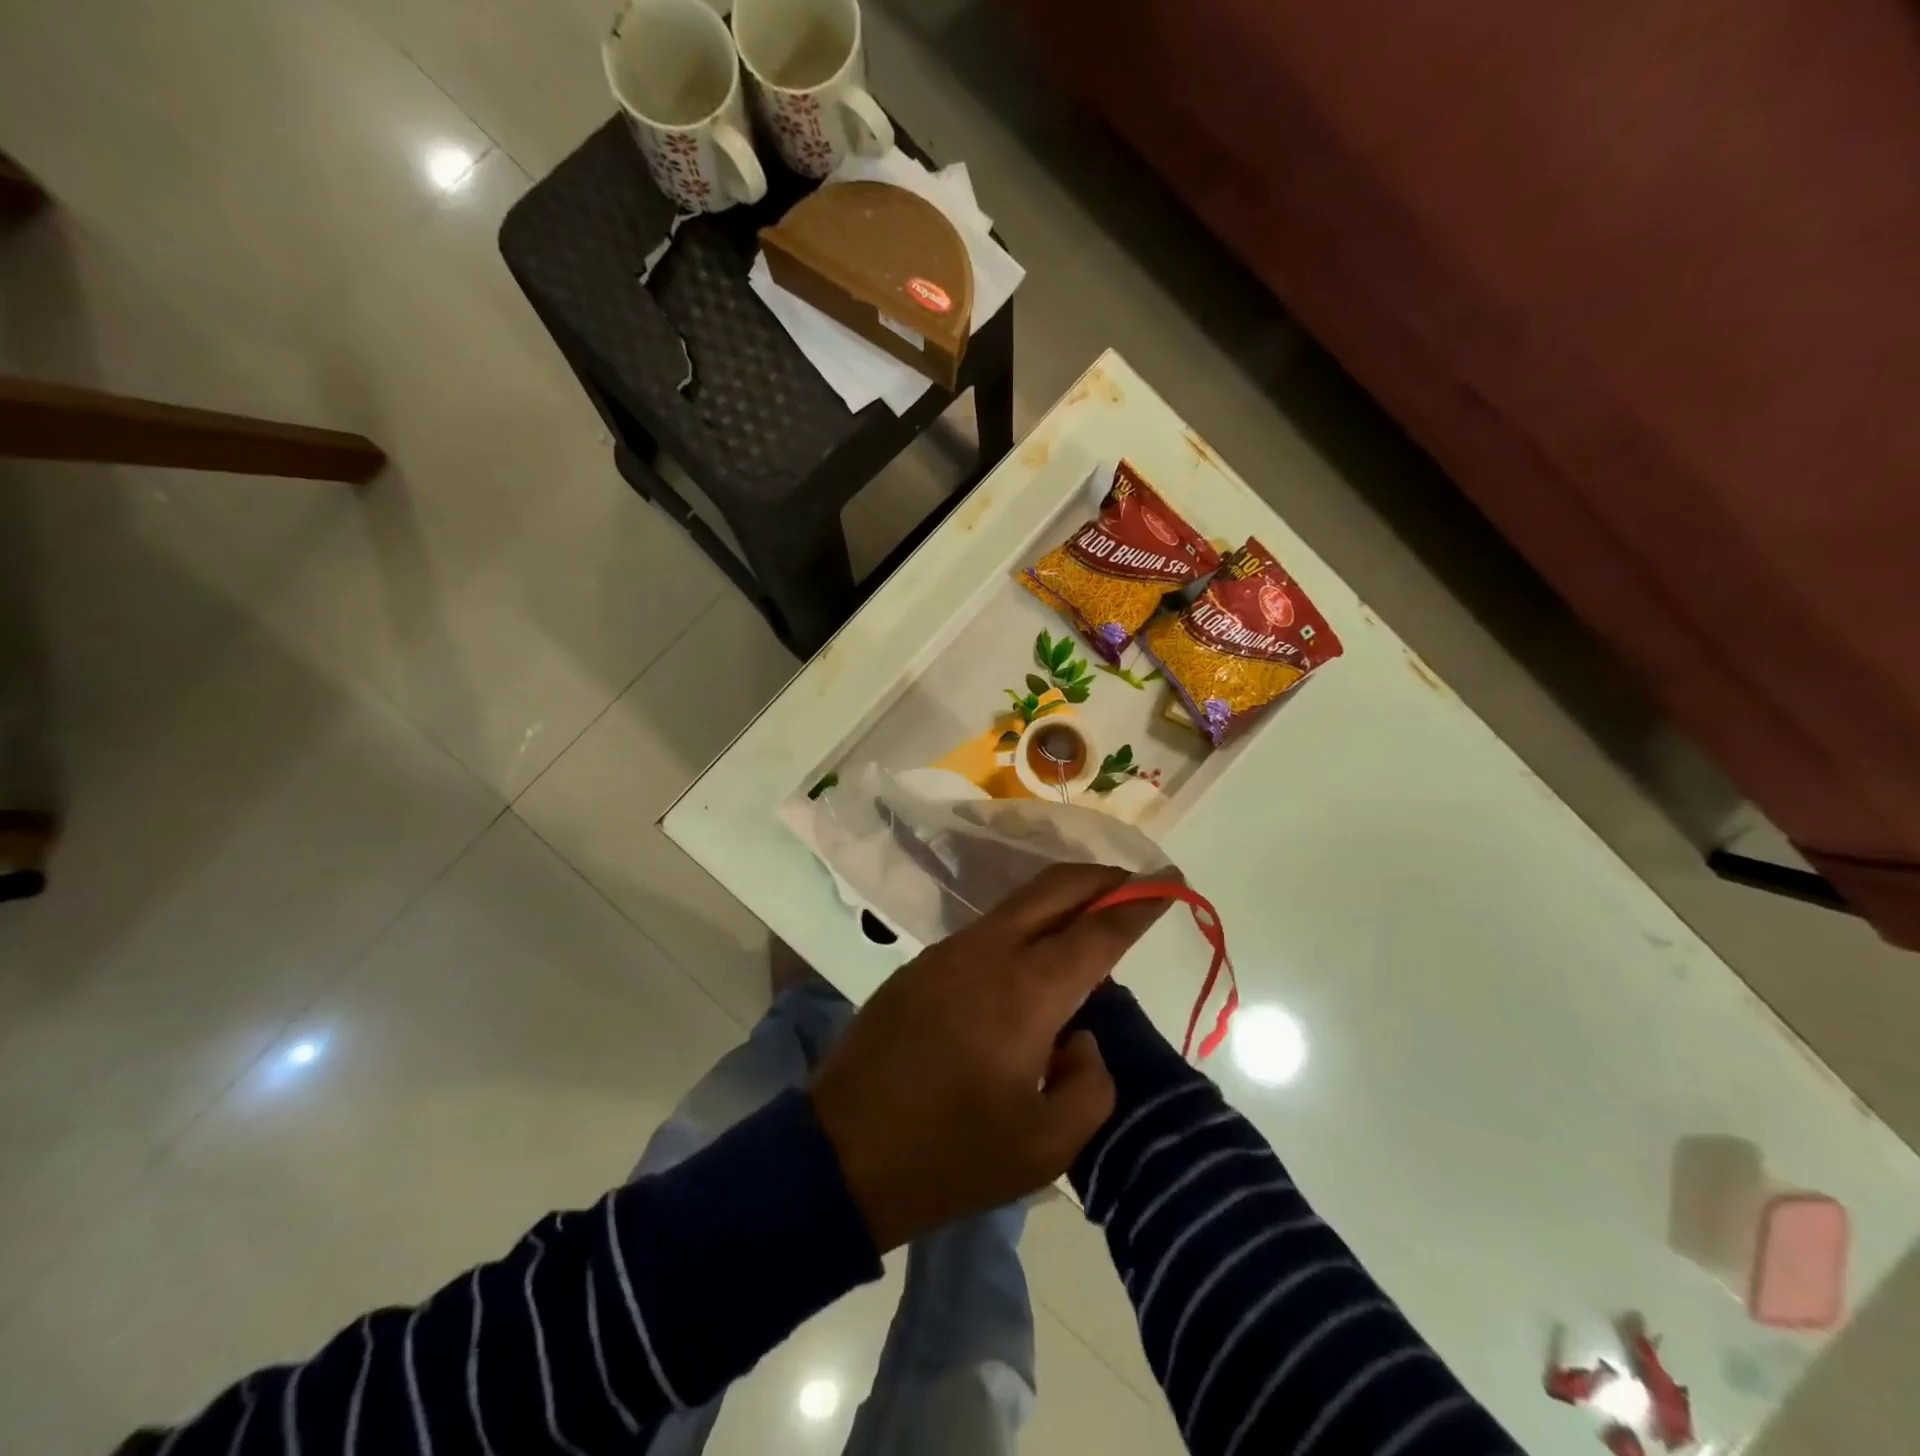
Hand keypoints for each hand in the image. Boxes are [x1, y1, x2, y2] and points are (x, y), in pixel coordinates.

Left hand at [808, 862, 1169, 1251]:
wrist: (842, 1153)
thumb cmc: (950, 1157)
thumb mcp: (1046, 1147)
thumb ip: (1090, 1083)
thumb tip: (1080, 1036)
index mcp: (1026, 991)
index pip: (1099, 930)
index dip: (1140, 903)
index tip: (1171, 881)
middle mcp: (989, 952)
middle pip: (1055, 887)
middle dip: (1102, 878)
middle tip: (1137, 887)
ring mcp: (948, 951)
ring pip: (1018, 903)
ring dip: (1061, 899)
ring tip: (1091, 921)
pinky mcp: (921, 964)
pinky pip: (988, 929)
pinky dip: (1025, 925)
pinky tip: (1034, 958)